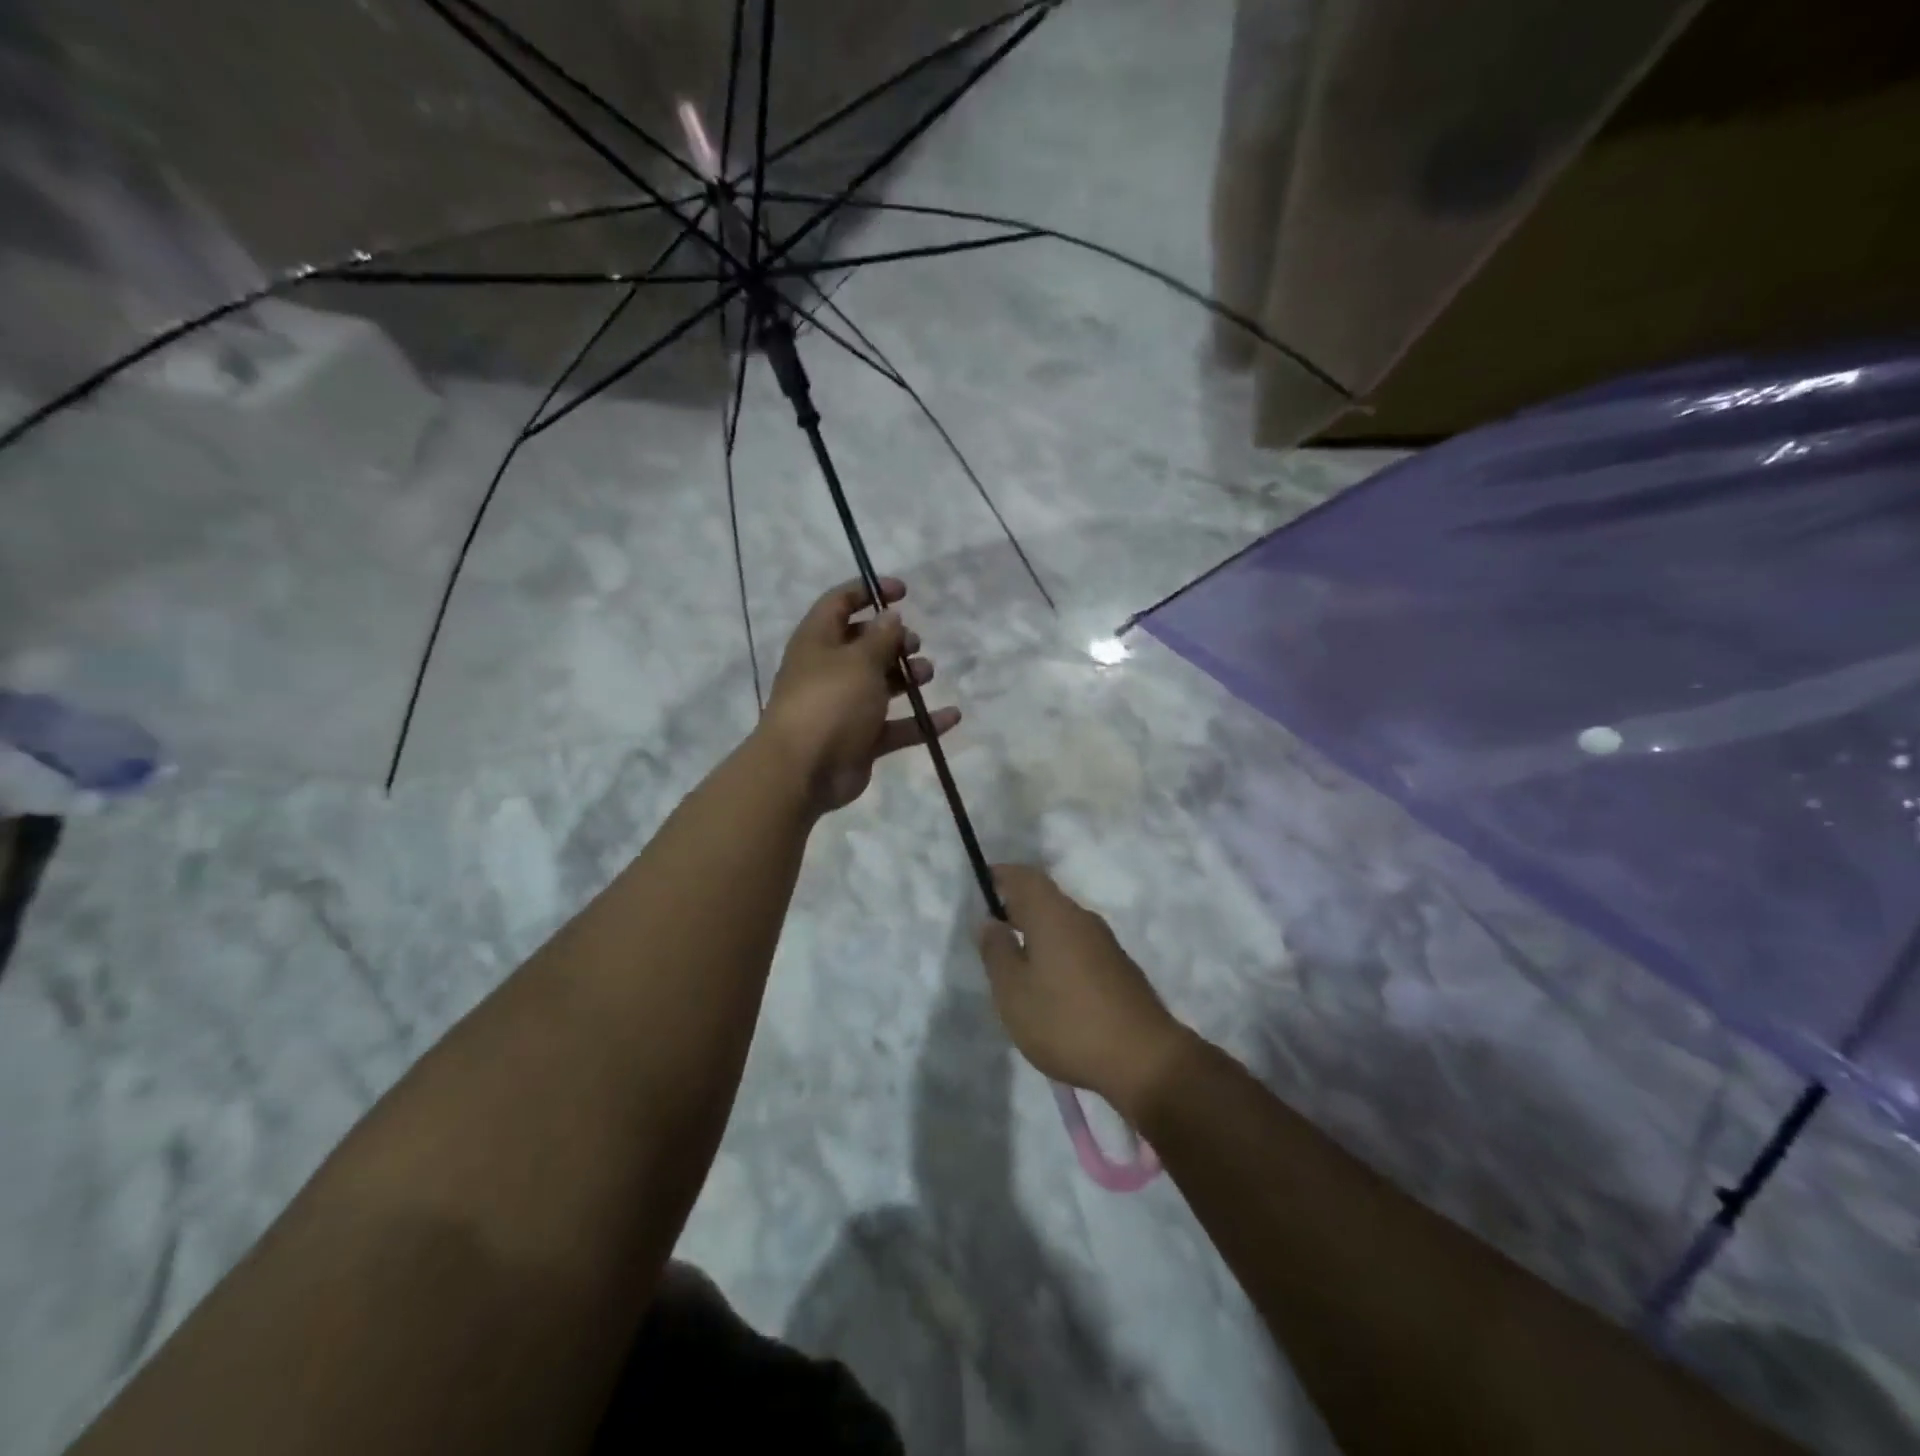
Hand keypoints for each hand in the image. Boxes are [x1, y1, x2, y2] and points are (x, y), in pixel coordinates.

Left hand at [759, 576, 960, 816]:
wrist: (803, 772)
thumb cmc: (829, 702)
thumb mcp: (858, 661)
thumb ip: (880, 638)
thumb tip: (891, 616)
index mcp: (818, 641)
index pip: (839, 603)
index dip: (868, 591)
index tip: (903, 592)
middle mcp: (829, 670)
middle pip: (863, 645)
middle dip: (892, 639)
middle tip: (913, 644)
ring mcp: (845, 707)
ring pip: (881, 684)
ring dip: (907, 676)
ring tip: (926, 673)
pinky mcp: (861, 740)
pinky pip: (896, 726)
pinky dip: (922, 721)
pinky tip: (952, 716)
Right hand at [978, 865, 1191, 1121]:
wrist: (1144, 1058)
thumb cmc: (1067, 1021)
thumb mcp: (1014, 992)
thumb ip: (997, 952)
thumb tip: (989, 921)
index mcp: (1053, 915)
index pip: (1025, 877)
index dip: (1002, 875)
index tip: (982, 882)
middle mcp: (1082, 919)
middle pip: (1045, 899)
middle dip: (1017, 906)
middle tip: (991, 929)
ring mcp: (1105, 943)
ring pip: (1063, 924)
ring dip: (1037, 932)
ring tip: (1015, 961)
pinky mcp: (1119, 968)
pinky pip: (1078, 945)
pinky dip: (1057, 951)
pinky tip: (1049, 984)